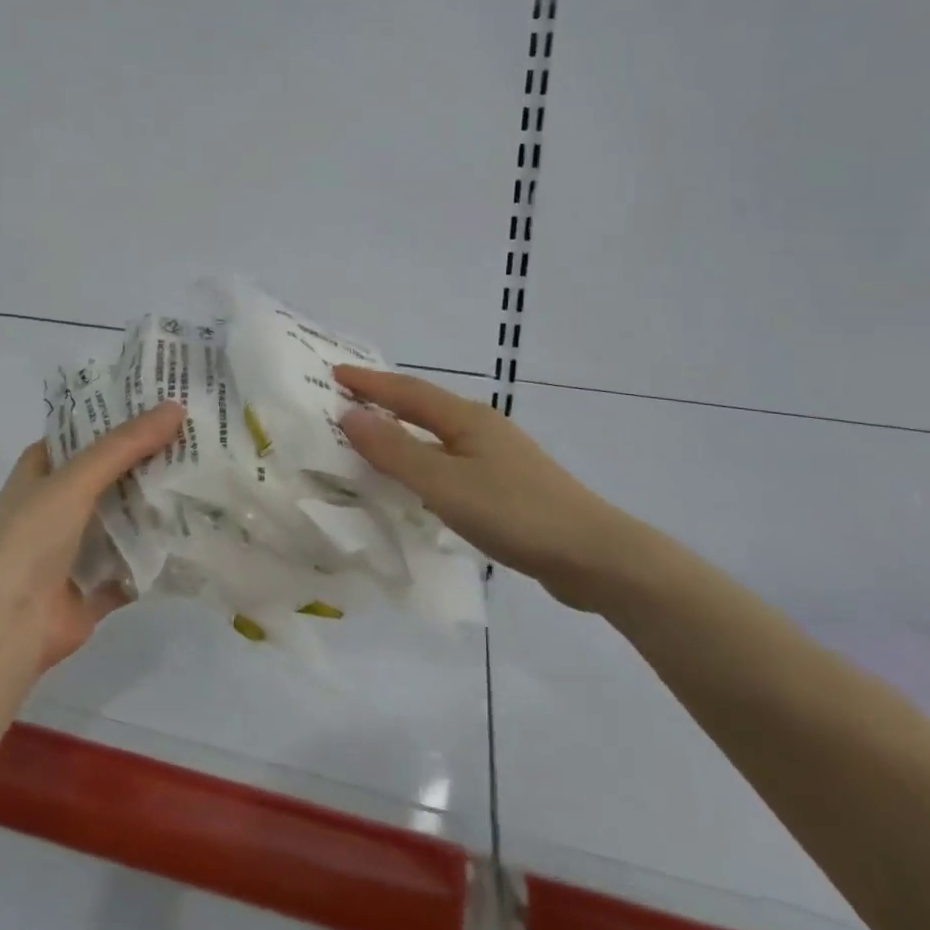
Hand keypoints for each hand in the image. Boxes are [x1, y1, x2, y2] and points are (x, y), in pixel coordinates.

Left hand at [0, 403, 185, 670]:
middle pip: (108, 477)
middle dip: (146, 462)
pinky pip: (132, 566)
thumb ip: (125, 445)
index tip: (160, 406)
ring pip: (123, 521)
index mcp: (40, 474)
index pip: (81, 435)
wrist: (9, 625)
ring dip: (154, 508)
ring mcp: (73, 550)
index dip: (115, 418)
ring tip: (203, 480)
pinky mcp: (93, 588)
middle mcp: (55, 507)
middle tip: (194, 440)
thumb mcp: (76, 479)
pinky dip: (156, 556)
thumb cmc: (31, 538)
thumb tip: (175, 407)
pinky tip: (193, 536)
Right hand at [335, 366, 650, 609]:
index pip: (406, 391)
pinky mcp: (508, 487)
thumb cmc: (515, 513)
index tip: (334, 373)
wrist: (595, 556)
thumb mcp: (444, 483)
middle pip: (424, 407)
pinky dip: (424, 461)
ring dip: (403, 432)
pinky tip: (418, 483)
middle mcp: (482, 429)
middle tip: (347, 400)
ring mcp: (499, 457)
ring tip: (373, 438)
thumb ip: (395, 451)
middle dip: (384, 401)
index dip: (369, 383)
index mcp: (466, 419)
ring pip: (438, 436)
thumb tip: (350, 414)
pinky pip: (451, 462)